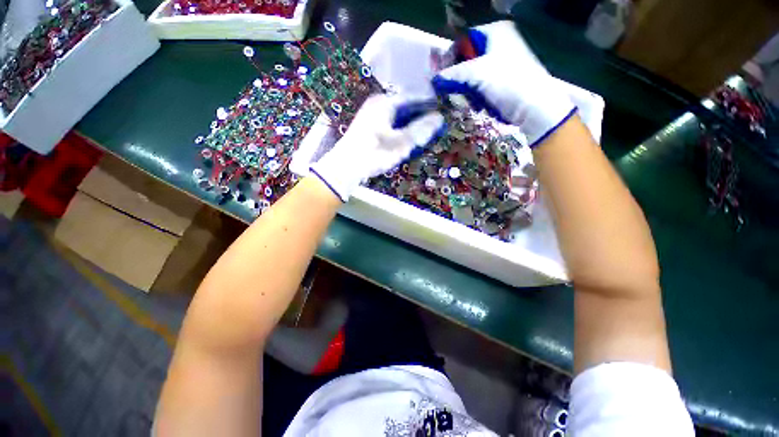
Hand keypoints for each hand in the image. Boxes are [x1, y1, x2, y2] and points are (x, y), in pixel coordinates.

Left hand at [310, 94, 444, 201]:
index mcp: (386, 102)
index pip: (413, 98)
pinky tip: (405, 140)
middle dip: (419, 118)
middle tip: (433, 129)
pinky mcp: (369, 127)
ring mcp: (372, 115)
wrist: (345, 167)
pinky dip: (400, 131)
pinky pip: (390, 124)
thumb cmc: (374, 153)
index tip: (442, 114)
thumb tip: (439, 118)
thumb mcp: (400, 142)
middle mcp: (378, 104)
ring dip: (410, 126)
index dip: (428, 105)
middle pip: (405, 107)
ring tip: (422, 136)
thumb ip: (420, 129)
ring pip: (398, 117)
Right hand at [432, 21, 577, 146]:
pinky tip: (476, 101)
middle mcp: (498, 44)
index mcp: (495, 32)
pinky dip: (475, 93)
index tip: (442, 75)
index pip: (464, 40)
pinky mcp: (502, 80)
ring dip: (466, 87)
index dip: (451, 57)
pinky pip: (480, 85)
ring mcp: (501, 63)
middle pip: (468, 58)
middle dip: (458, 76)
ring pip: (473, 74)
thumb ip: (453, 74)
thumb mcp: (476, 73)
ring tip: (467, 97)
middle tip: (451, 89)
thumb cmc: (507, 82)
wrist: (532, 106)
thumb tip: (435, 78)